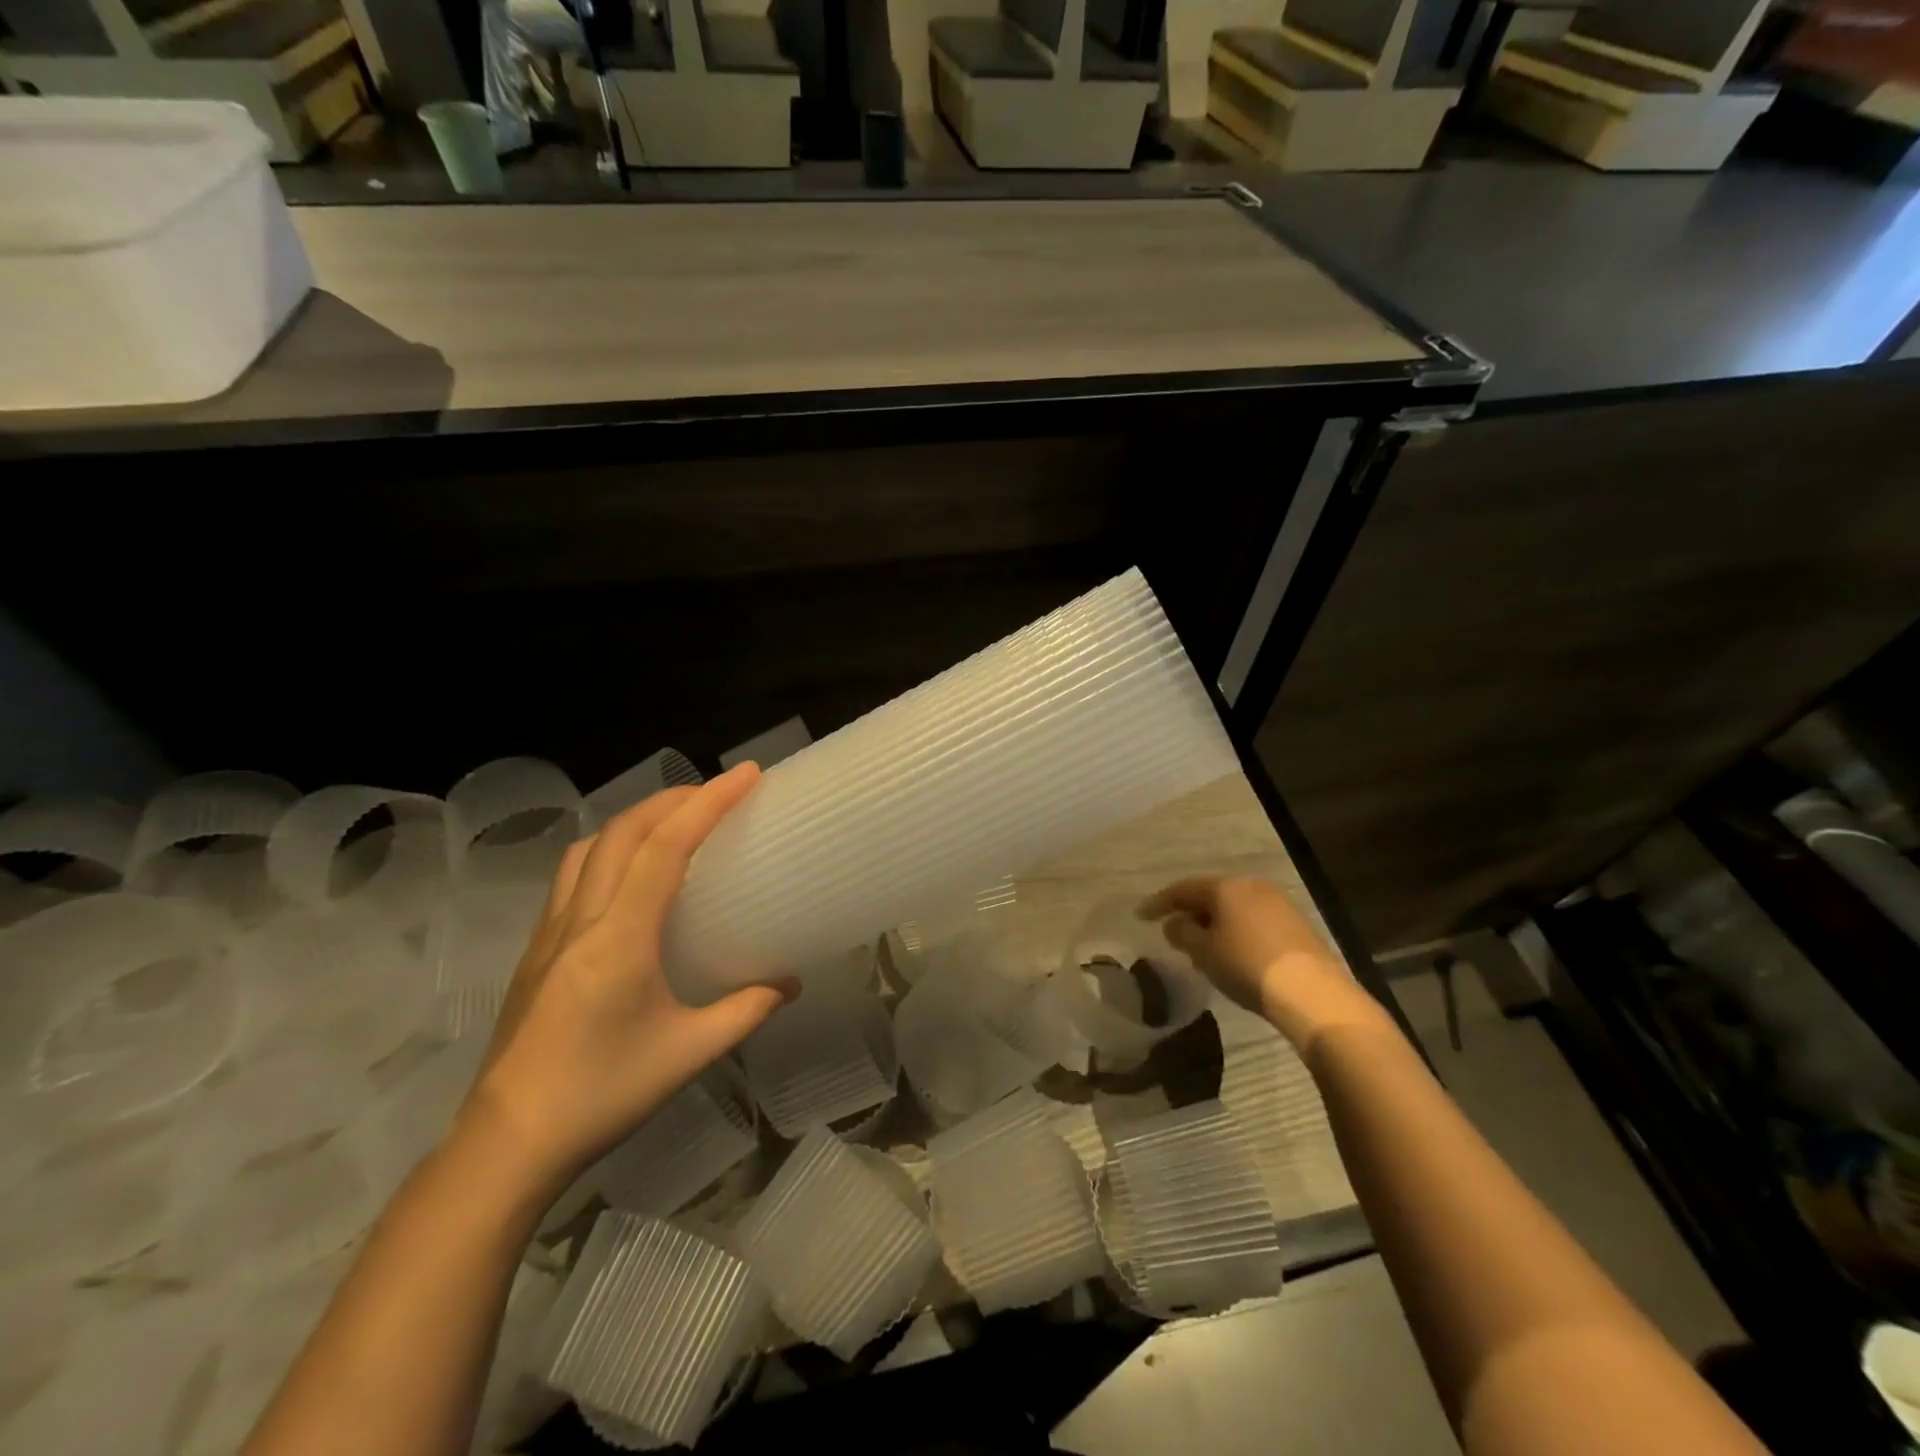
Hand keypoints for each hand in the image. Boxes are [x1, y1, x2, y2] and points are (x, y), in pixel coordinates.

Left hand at [460, 764, 795, 1199]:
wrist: (505, 1146)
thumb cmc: (601, 1096)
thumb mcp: (688, 1054)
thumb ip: (745, 1011)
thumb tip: (789, 984)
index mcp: (619, 938)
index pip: (666, 848)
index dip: (708, 803)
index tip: (747, 775)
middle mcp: (579, 920)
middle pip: (623, 831)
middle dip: (673, 799)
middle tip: (717, 793)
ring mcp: (549, 933)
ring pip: (589, 847)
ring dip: (635, 820)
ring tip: (674, 823)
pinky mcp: (535, 951)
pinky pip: (572, 875)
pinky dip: (608, 850)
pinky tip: (628, 876)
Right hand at [1138, 876, 1381, 1045]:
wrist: (1311, 992)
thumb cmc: (1246, 966)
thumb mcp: (1203, 952)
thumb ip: (1182, 933)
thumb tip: (1175, 923)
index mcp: (1224, 887)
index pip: (1183, 889)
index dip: (1159, 903)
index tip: (1141, 916)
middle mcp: (1251, 885)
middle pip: (1211, 894)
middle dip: (1190, 912)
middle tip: (1173, 931)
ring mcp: (1277, 902)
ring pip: (1234, 907)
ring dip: (1214, 923)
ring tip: (1202, 946)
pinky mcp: (1295, 923)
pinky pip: (1253, 919)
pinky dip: (1236, 930)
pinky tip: (1232, 952)